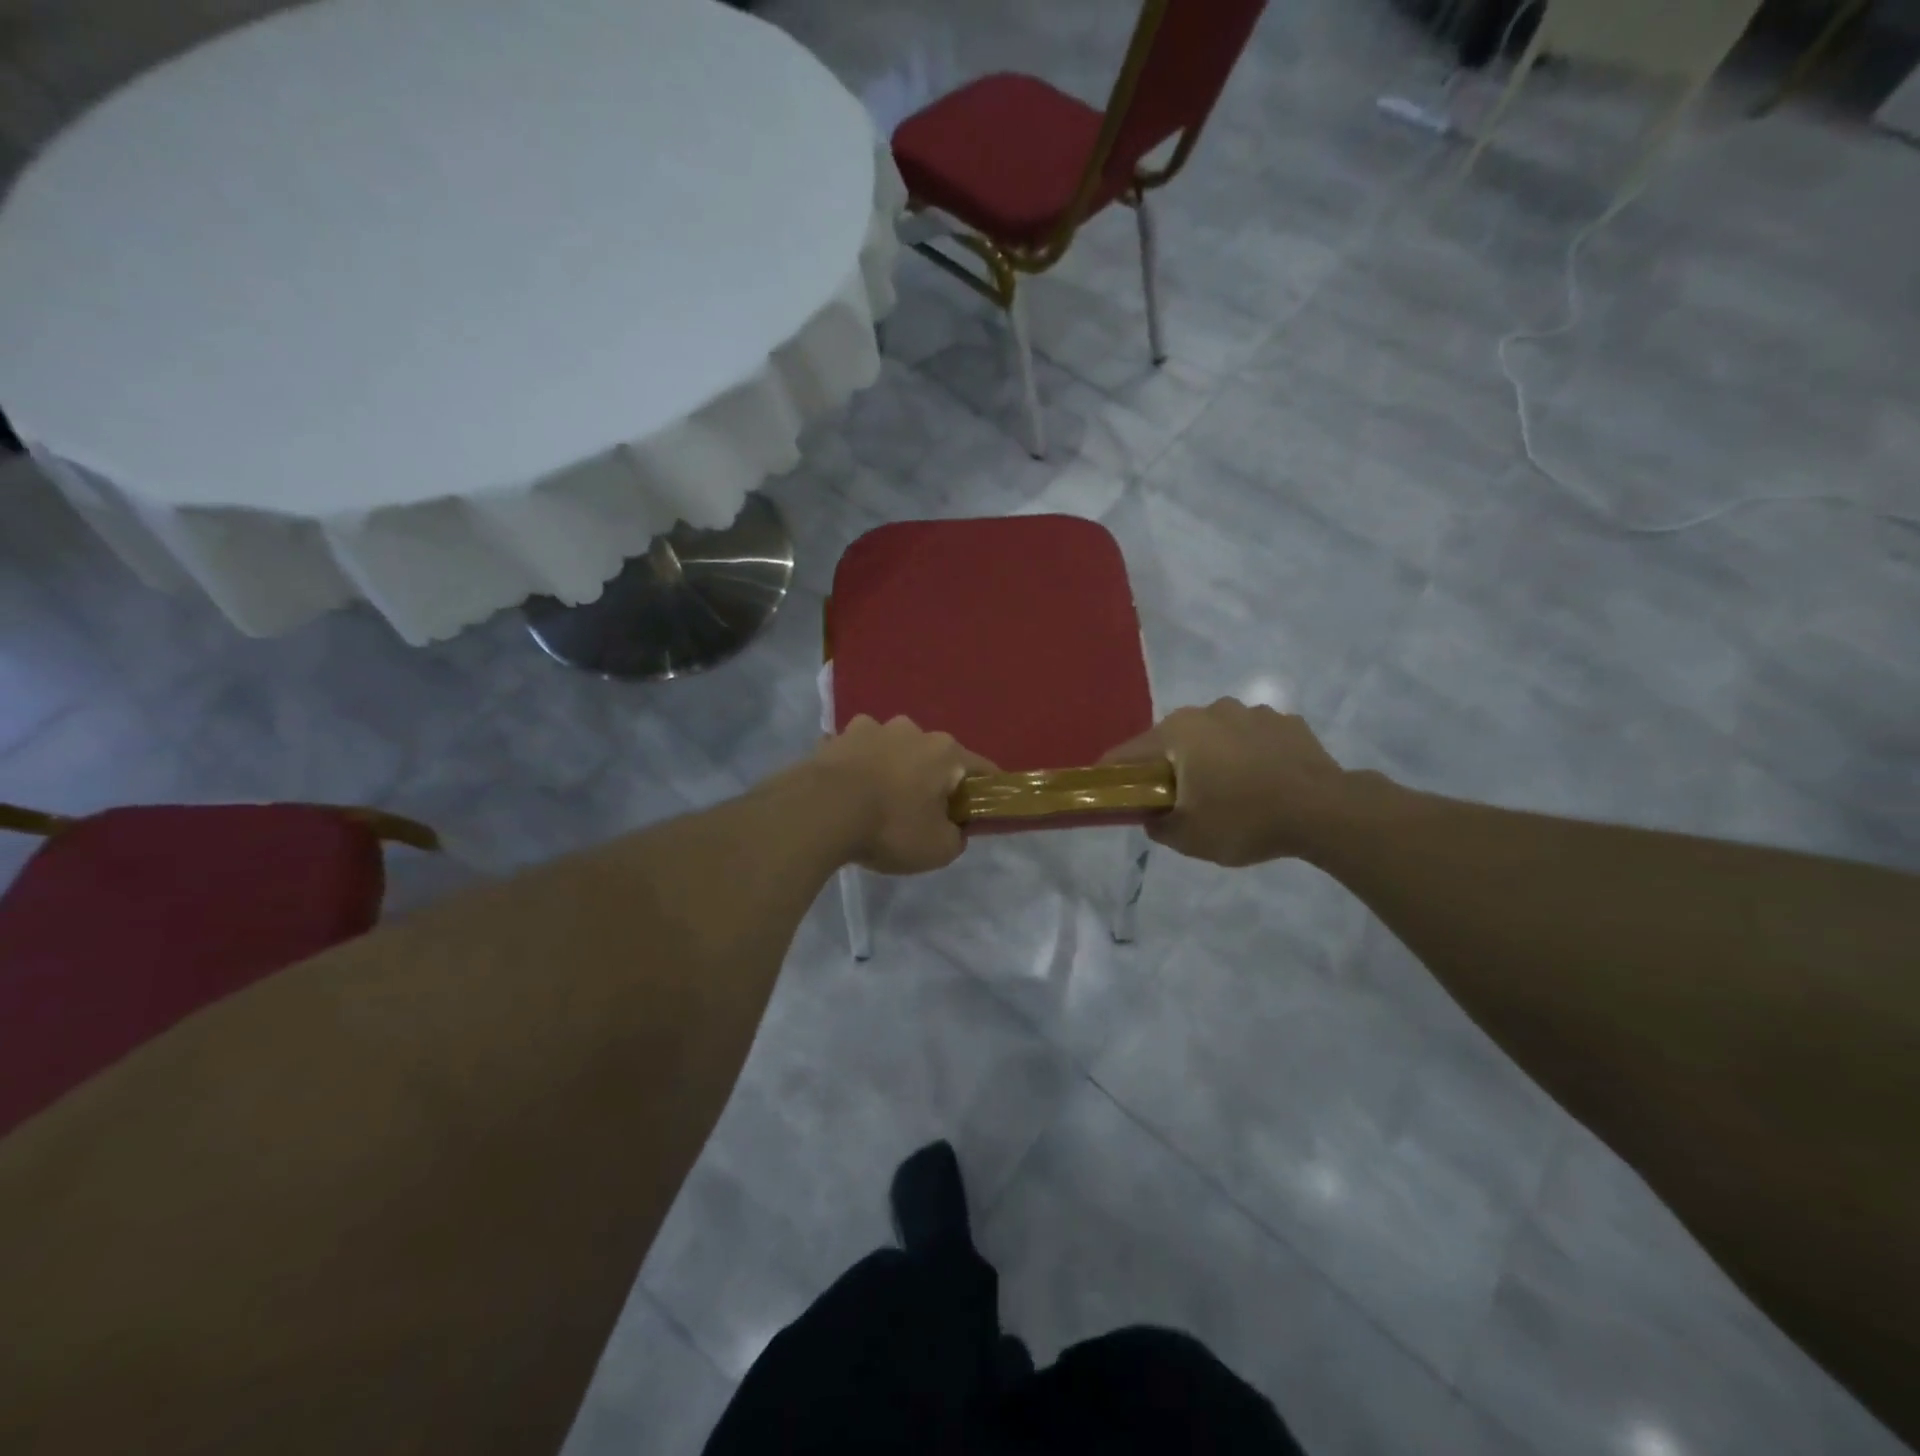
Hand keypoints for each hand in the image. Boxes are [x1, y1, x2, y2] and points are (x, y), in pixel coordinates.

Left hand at [811, 716, 996, 874]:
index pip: (981, 769)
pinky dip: (856, 768)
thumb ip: (956, 837)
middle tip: (922, 812)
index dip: (985, 792)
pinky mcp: (835, 739)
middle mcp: (911, 730)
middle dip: (931, 779)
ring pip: (890, 748)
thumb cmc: (890, 827)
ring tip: (878, 798)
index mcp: (944, 751)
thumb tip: (954, 828)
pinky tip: (847, 791)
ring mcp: (869, 729)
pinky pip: (854, 753)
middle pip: (933, 755)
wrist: (821, 811)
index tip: (979, 812)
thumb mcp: (938, 849)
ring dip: (891, 766)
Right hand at [1100, 699, 1350, 866]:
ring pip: (1215, 736)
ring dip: (1212, 758)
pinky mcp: (1286, 722)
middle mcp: (1210, 710)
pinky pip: (1252, 739)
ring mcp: (1252, 712)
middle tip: (1175, 799)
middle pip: (1173, 740)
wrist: (1325, 811)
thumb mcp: (1188, 837)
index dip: (1113, 774)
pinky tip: (1262, 782)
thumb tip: (1152, 814)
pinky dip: (1248, 756)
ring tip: (1227, 791)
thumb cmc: (1245, 819)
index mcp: (1179, 731)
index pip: (1129, 752)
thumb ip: (1157, 825)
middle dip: (1168, 766)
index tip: (1108, 792)